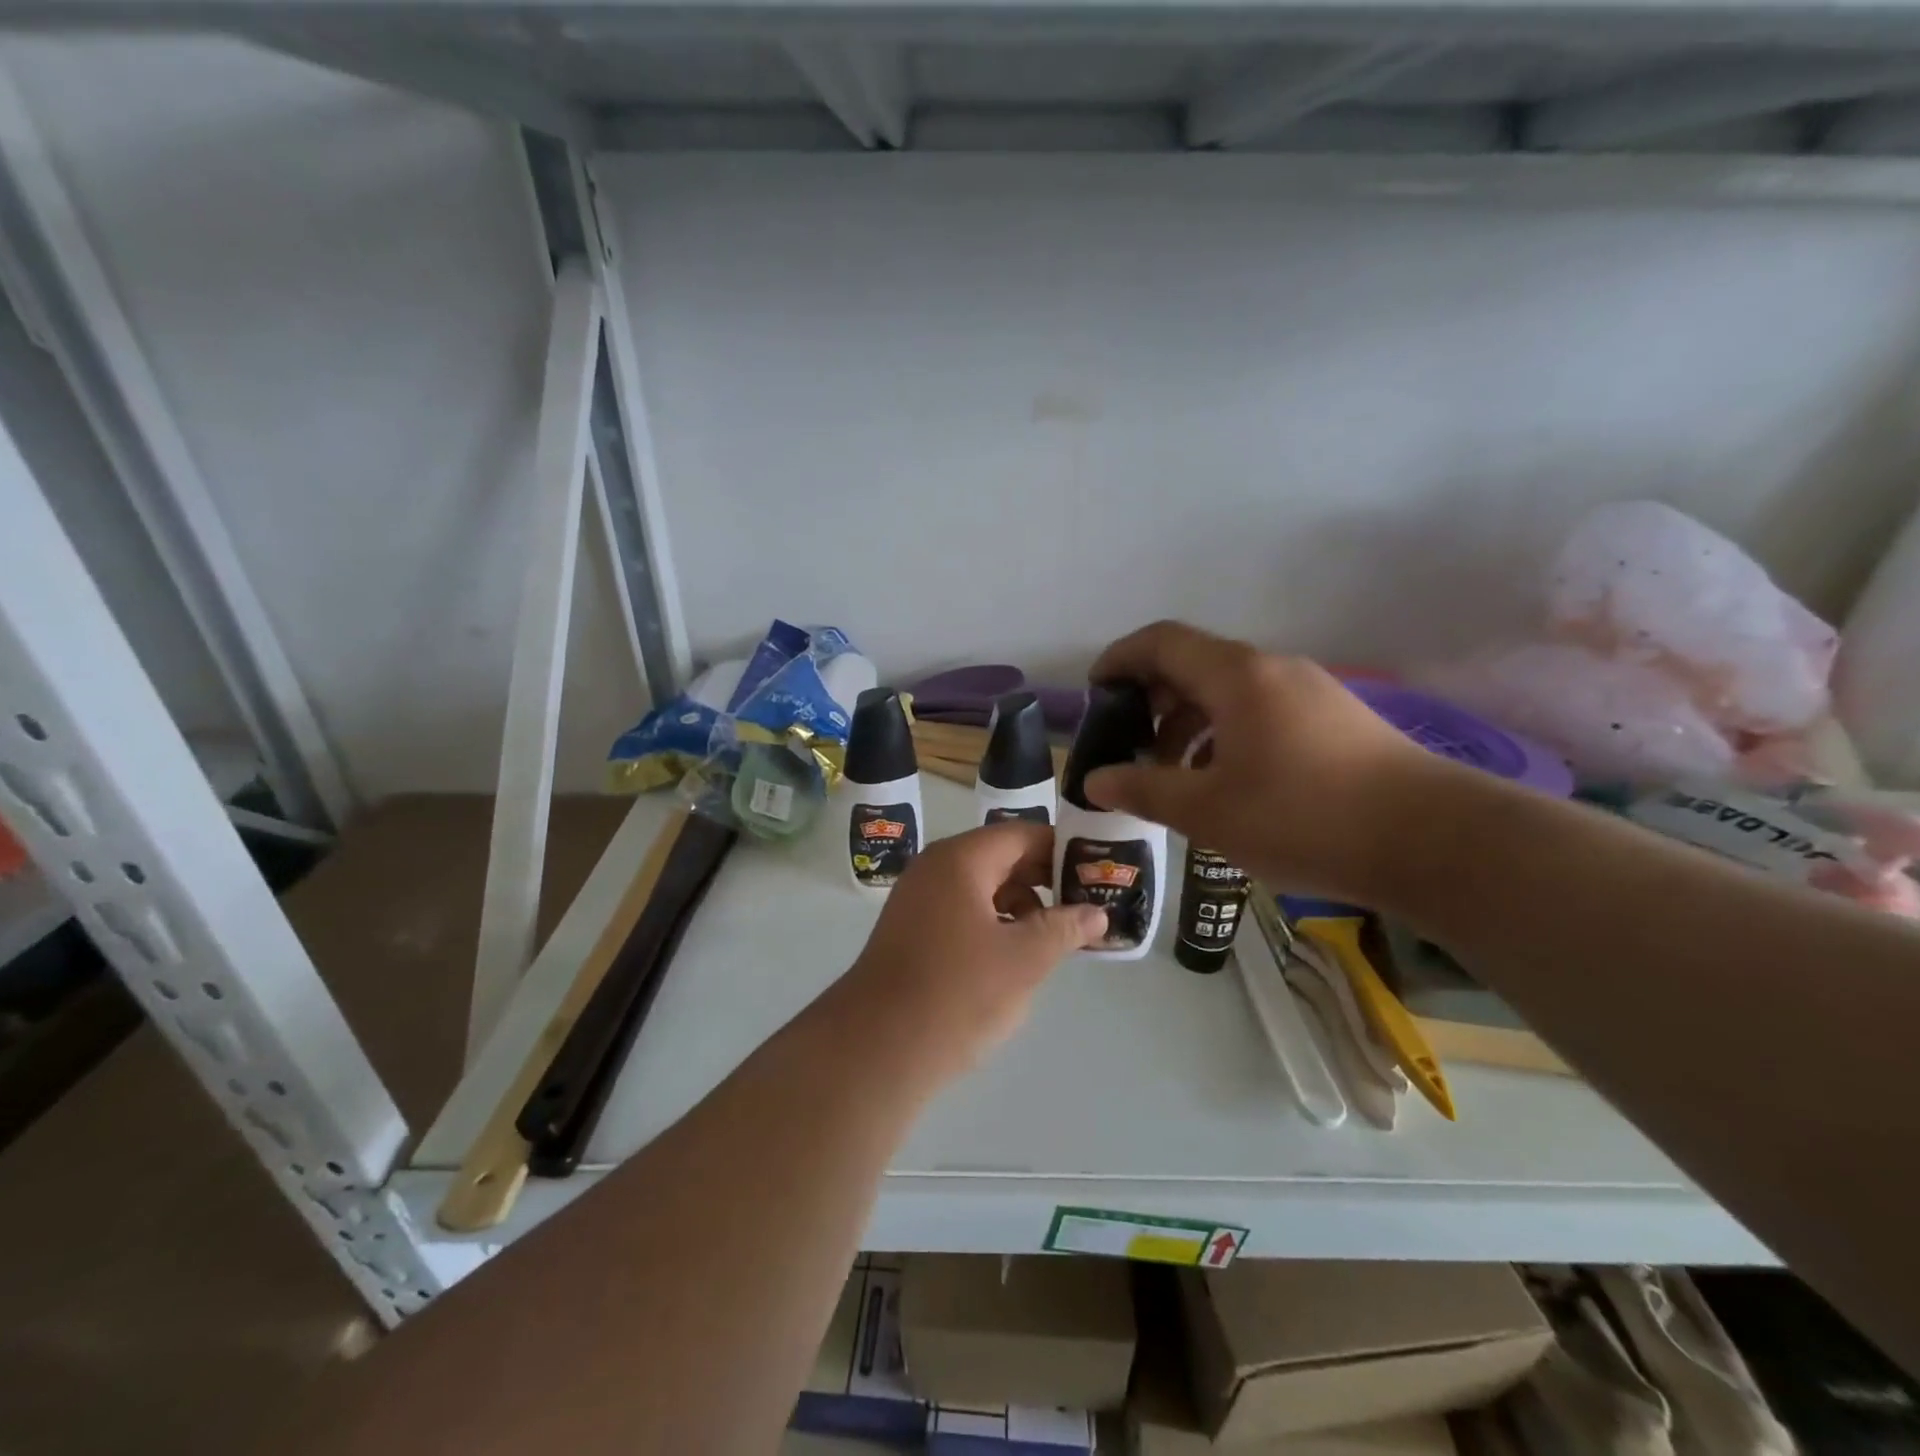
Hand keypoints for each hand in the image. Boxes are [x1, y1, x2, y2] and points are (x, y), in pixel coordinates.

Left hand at [839, 821, 1107, 1084]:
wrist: (876, 1048)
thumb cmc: (957, 993)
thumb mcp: (1024, 960)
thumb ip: (1064, 928)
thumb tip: (1098, 913)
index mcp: (961, 859)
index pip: (1023, 835)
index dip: (1064, 850)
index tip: (1099, 871)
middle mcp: (936, 868)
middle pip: (1002, 858)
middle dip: (1046, 880)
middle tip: (1089, 904)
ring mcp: (919, 899)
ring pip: (983, 887)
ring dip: (1022, 905)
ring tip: (1059, 937)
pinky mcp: (912, 930)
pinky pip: (964, 911)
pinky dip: (995, 923)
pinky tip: (1017, 955)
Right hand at [1084, 621, 1443, 904]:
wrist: (1434, 841)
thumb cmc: (1304, 817)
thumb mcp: (1208, 810)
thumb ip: (1144, 789)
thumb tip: (1096, 780)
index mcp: (1236, 676)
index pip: (1161, 642)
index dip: (1119, 659)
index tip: (1095, 694)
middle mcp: (1273, 670)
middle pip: (1194, 664)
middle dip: (1152, 700)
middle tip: (1130, 745)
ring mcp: (1310, 693)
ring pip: (1229, 692)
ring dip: (1189, 723)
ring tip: (1174, 774)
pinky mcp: (1335, 721)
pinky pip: (1261, 711)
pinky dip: (1226, 735)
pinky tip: (1227, 783)